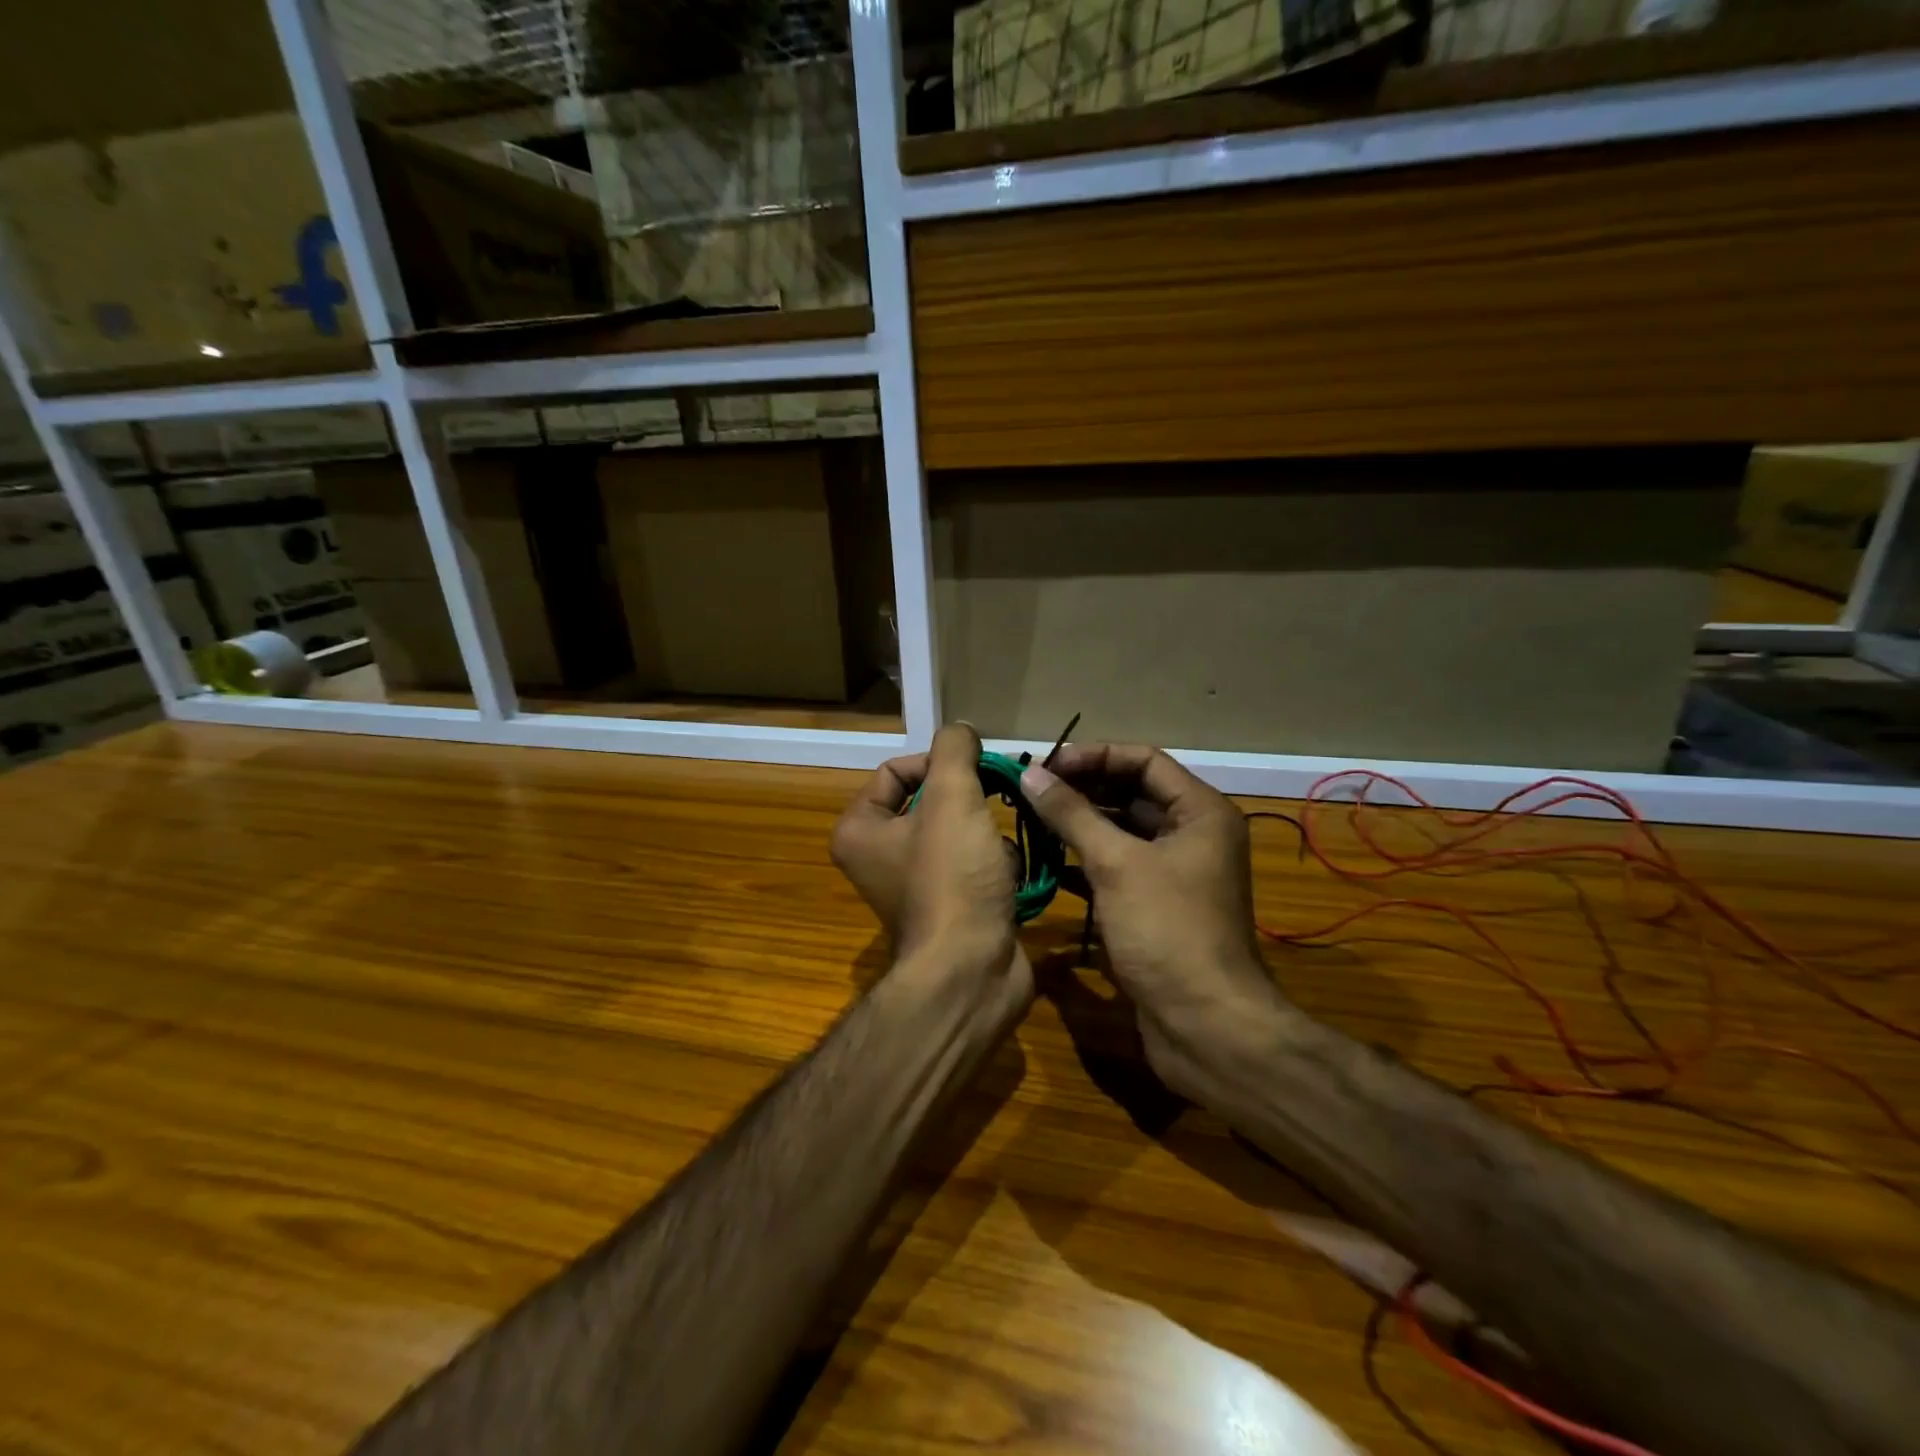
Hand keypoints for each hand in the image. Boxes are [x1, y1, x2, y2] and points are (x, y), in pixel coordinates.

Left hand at [830, 724, 1031, 997]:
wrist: (972, 970)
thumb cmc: (952, 877)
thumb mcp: (953, 797)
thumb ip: (954, 750)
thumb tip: (961, 731)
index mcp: (859, 829)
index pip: (895, 771)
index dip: (937, 764)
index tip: (973, 772)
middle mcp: (878, 857)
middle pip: (931, 801)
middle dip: (969, 800)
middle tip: (997, 798)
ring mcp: (914, 886)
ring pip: (958, 832)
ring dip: (986, 833)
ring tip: (998, 849)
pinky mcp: (949, 907)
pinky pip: (974, 865)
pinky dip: (994, 865)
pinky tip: (1007, 877)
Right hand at [1019, 744, 1291, 1098]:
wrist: (1205, 1026)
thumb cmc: (1168, 931)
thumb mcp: (1117, 864)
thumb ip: (1072, 815)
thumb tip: (1031, 774)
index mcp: (1200, 813)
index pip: (1144, 761)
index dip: (1095, 757)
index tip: (1047, 765)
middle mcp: (1193, 836)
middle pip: (1132, 794)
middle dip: (1083, 789)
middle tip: (1032, 790)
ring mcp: (1175, 874)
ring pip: (1122, 832)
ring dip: (1081, 825)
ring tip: (1032, 819)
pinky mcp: (1156, 907)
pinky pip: (1118, 868)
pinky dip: (1086, 862)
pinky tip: (1048, 863)